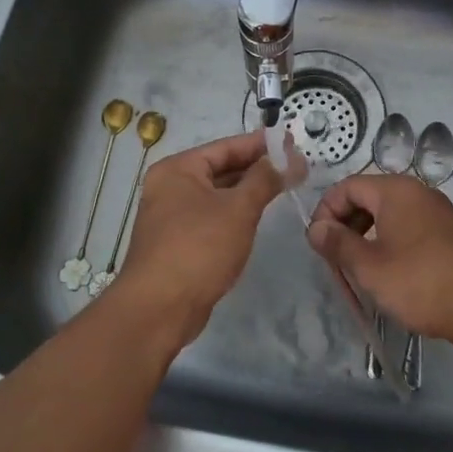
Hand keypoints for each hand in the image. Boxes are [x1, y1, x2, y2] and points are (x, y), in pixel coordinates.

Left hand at [117, 130, 301, 341]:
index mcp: (178, 170)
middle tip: (294, 166)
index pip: (225, 147)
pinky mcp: (178, 243)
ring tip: (283, 187)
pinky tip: (257, 217)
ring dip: (247, 192)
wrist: (159, 309)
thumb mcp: (238, 209)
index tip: (291, 142)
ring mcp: (172, 217)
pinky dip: (234, 214)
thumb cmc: (199, 248)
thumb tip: (289, 157)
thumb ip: (265, 179)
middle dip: (256, 168)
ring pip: (217, 195)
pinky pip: (212, 217)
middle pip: (220, 169)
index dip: (260, 144)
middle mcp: (170, 187)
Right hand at [306, 174, 452, 344]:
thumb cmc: (420, 282)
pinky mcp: (450, 234)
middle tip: (336, 258)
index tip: (319, 244)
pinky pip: (409, 227)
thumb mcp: (370, 267)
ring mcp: (438, 212)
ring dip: (367, 235)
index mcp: (396, 190)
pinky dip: (391, 242)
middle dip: (346, 223)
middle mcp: (418, 192)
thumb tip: (316, 228)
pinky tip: (390, 272)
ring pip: (390, 214)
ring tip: (360, 268)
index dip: (326, 211)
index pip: (348, 186)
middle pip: (369, 197)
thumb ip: (338, 244)